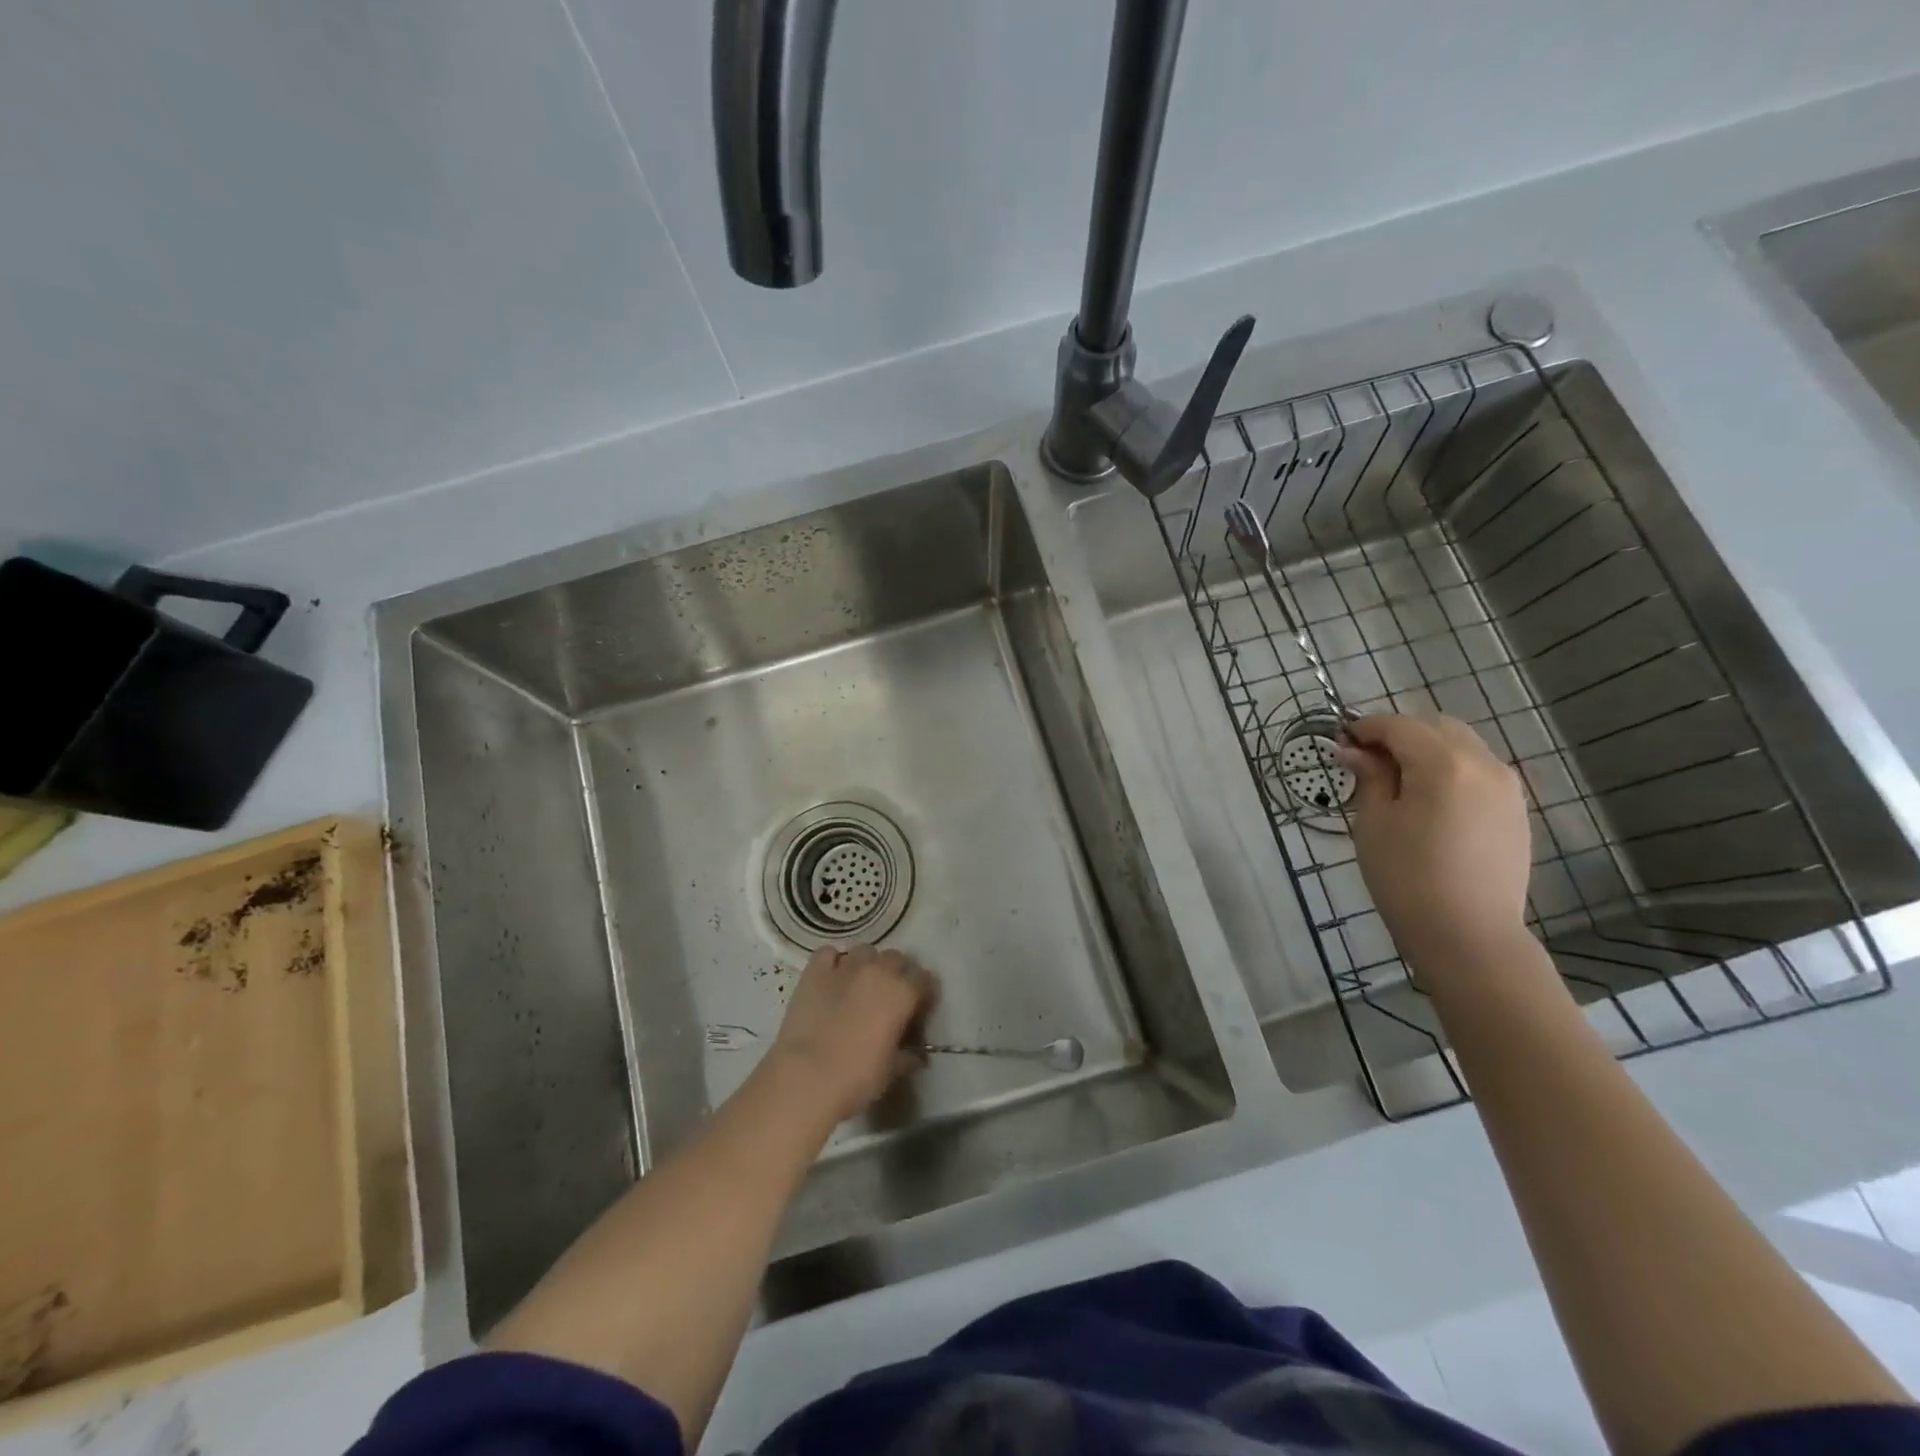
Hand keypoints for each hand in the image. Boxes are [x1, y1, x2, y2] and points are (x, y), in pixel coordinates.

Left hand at [766, 944, 937, 1123]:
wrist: (805, 1078)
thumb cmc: (857, 1078)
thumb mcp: (891, 1072)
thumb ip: (907, 1057)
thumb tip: (916, 1056)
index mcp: (903, 992)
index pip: (924, 979)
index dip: (923, 994)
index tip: (916, 1012)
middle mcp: (878, 970)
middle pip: (896, 959)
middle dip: (897, 975)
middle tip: (889, 999)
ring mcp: (845, 966)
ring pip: (866, 951)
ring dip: (868, 965)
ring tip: (861, 987)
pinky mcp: (815, 971)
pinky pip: (829, 954)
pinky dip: (833, 962)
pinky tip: (832, 979)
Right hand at [1340, 714, 1533, 976]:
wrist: (1469, 935)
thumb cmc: (1407, 877)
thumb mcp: (1374, 824)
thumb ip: (1369, 778)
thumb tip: (1354, 752)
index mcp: (1443, 764)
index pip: (1399, 726)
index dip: (1366, 728)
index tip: (1341, 740)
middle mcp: (1483, 764)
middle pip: (1436, 727)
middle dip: (1400, 734)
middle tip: (1367, 760)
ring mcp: (1507, 787)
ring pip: (1462, 747)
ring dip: (1427, 750)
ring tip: (1398, 781)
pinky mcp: (1516, 811)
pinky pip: (1479, 771)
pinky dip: (1451, 770)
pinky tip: (1429, 801)